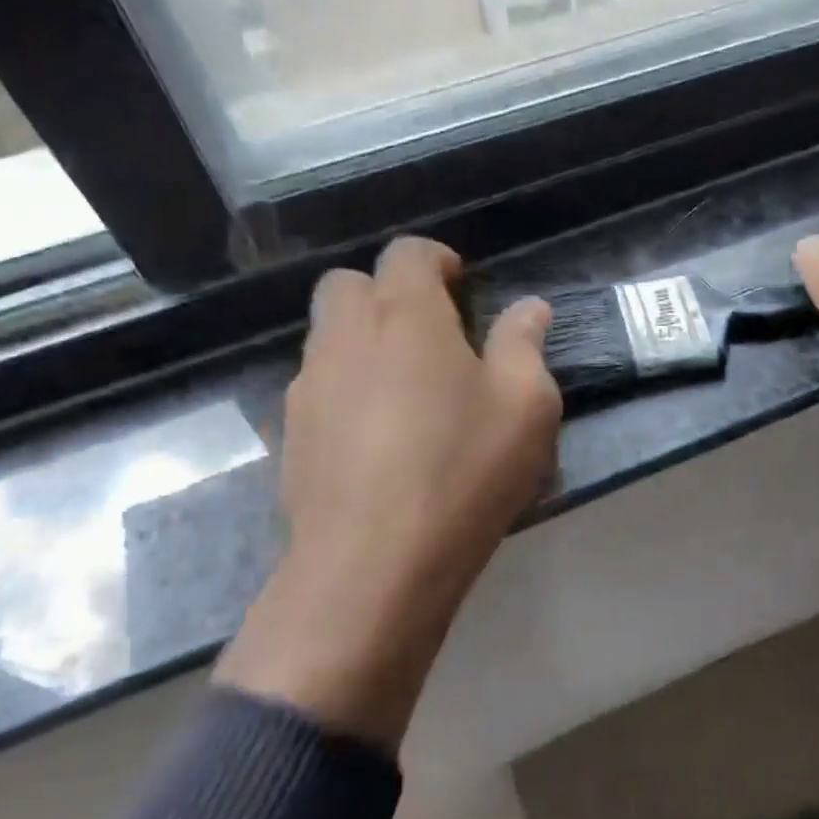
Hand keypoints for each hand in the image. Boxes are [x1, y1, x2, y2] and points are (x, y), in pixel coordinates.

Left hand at [215, 237, 561, 748]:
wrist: (373, 564)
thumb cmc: (462, 471)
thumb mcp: (525, 406)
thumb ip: (525, 345)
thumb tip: (529, 308)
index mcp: (405, 316)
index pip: (406, 254)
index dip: (435, 259)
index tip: (461, 284)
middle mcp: (345, 336)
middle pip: (347, 284)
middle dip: (385, 292)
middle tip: (428, 331)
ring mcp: (308, 386)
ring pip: (326, 335)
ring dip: (361, 340)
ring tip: (403, 386)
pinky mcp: (290, 434)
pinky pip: (316, 387)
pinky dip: (344, 388)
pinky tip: (375, 434)